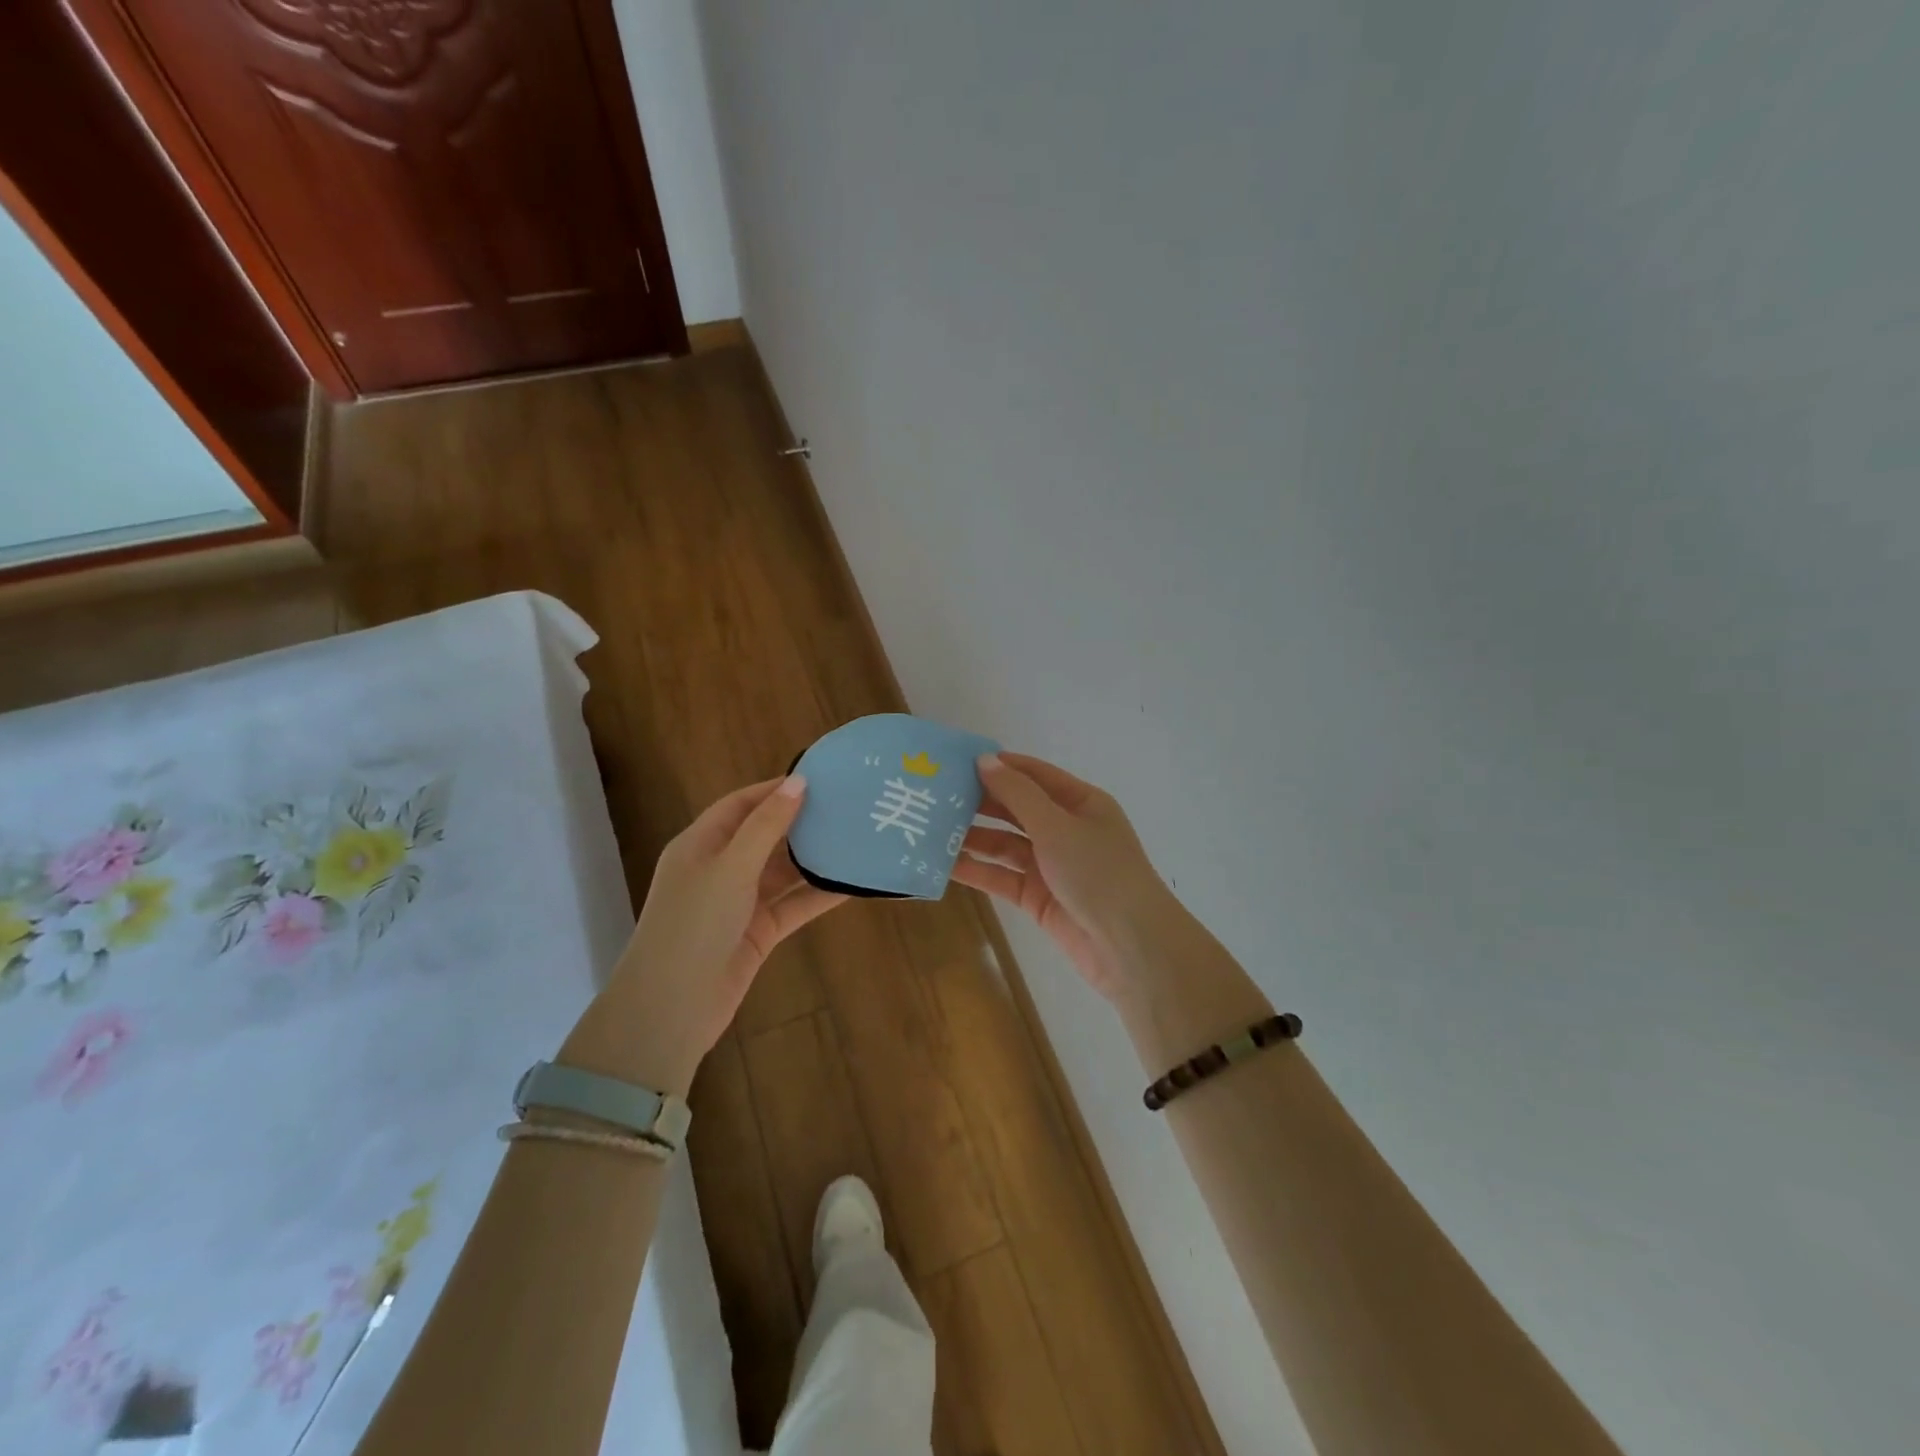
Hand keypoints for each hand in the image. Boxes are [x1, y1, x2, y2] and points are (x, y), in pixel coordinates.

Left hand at [573, 776, 843, 1092]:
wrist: (672, 1007)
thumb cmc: (695, 924)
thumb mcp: (731, 866)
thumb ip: (767, 825)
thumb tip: (798, 782)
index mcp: (700, 845)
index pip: (740, 805)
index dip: (775, 789)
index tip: (818, 779)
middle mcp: (719, 869)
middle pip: (764, 836)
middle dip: (800, 822)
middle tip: (845, 807)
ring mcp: (739, 903)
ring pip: (782, 872)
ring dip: (813, 859)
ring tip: (854, 839)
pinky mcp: (758, 932)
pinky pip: (793, 906)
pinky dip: (818, 896)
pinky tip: (851, 885)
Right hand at [954, 753, 1176, 1001]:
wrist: (1129, 948)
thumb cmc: (1098, 873)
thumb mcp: (1057, 826)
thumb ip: (1017, 794)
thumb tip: (984, 760)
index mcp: (1082, 803)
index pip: (1035, 775)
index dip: (1000, 765)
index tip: (958, 760)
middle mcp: (1066, 830)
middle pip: (1017, 808)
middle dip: (980, 801)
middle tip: (935, 794)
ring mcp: (1051, 866)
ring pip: (1005, 845)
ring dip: (973, 837)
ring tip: (931, 827)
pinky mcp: (1038, 898)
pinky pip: (1002, 877)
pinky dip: (977, 870)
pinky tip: (944, 863)